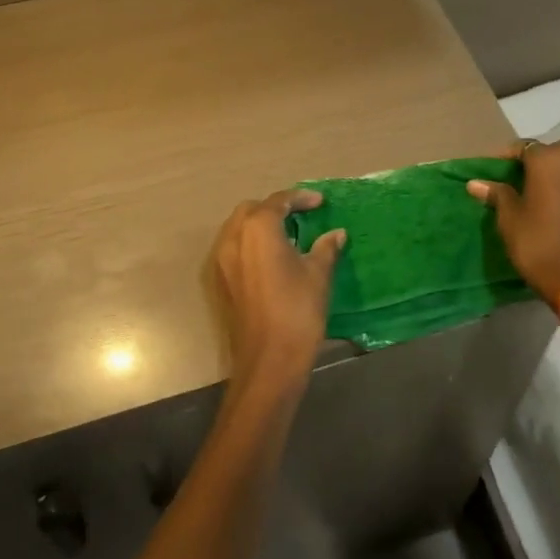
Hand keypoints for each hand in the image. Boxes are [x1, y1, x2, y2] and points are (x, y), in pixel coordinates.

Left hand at [212, 189, 346, 390]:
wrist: (269, 360)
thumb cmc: (298, 310)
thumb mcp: (318, 274)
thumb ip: (326, 248)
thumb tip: (336, 234)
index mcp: (258, 228)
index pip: (278, 201)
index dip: (300, 198)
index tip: (320, 202)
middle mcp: (234, 237)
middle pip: (253, 210)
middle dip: (276, 208)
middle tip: (302, 216)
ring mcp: (223, 260)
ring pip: (240, 228)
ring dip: (261, 225)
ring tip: (289, 234)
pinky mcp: (222, 280)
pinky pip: (235, 248)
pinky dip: (252, 243)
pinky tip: (274, 256)